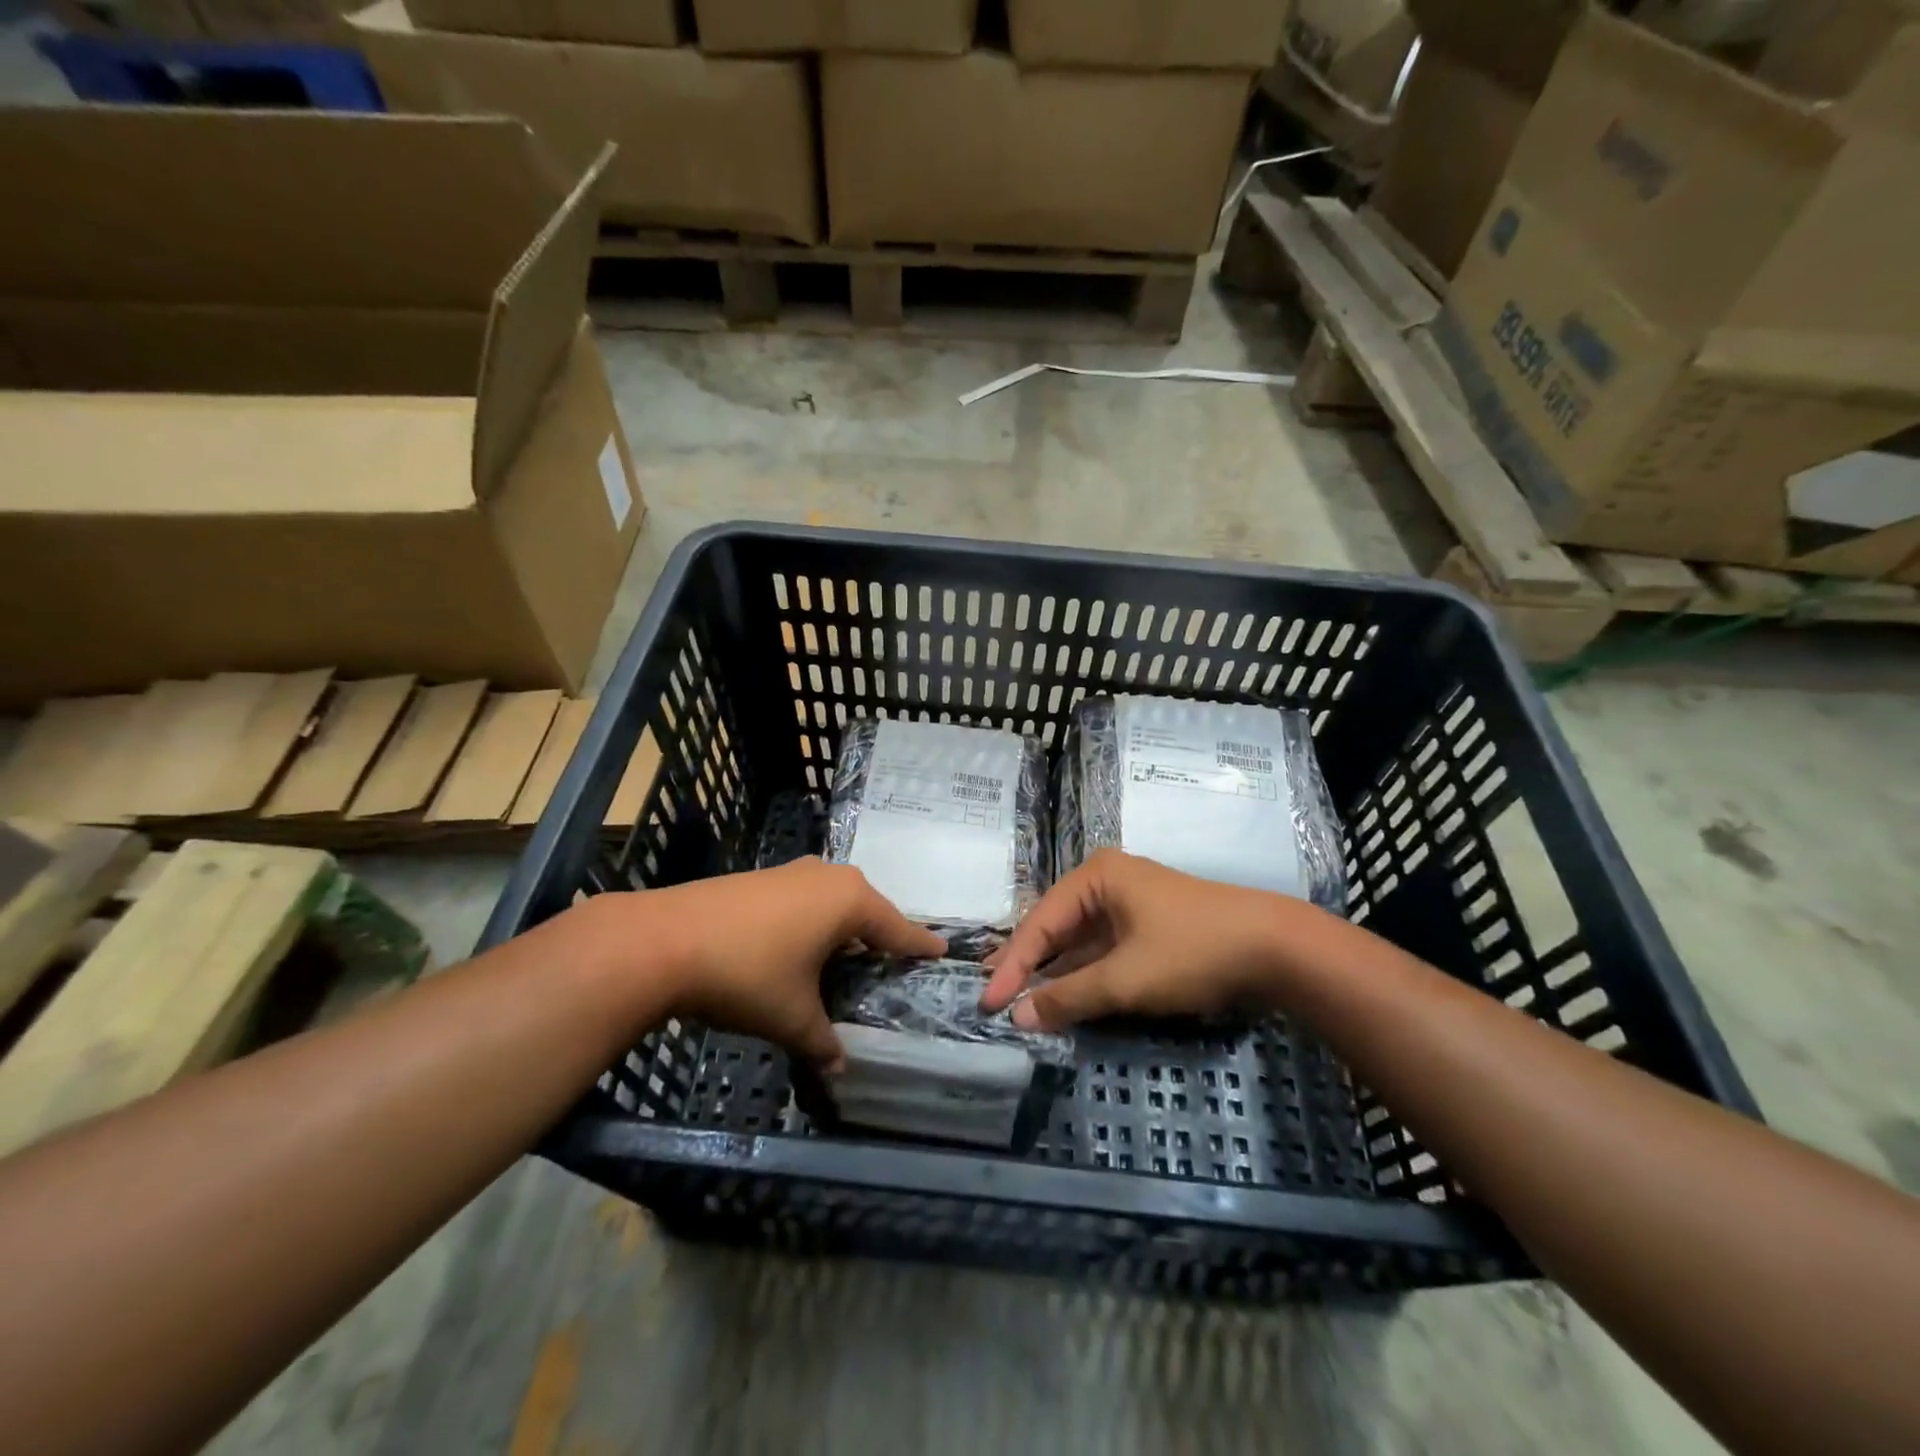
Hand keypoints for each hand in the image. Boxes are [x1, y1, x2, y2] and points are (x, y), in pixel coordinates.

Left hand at [634, 861, 943, 1068]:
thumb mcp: (791, 1016)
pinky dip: (814, 922)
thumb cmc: (747, 974)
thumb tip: (838, 1069)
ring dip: (844, 929)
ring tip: (847, 961)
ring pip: (834, 901)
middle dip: (880, 937)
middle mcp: (828, 876)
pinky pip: (806, 899)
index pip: (897, 927)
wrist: (663, 940)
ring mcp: (792, 871)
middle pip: (868, 909)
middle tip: (890, 966)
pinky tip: (800, 948)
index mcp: (849, 901)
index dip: (919, 944)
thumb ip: (822, 1042)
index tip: (941, 951)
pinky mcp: (762, 877)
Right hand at [980, 850, 1310, 1029]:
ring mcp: (1128, 903)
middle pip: (1055, 926)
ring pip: (1078, 940)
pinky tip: (1063, 994)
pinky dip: (1083, 973)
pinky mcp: (1147, 926)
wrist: (1275, 947)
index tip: (988, 1002)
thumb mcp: (1125, 979)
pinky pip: (1102, 949)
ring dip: (1054, 971)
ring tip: (1018, 997)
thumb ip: (1069, 997)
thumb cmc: (1192, 950)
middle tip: (993, 994)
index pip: (1039, 922)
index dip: (1012, 965)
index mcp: (1095, 877)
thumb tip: (1020, 1016)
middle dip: (1027, 963)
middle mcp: (1106, 882)